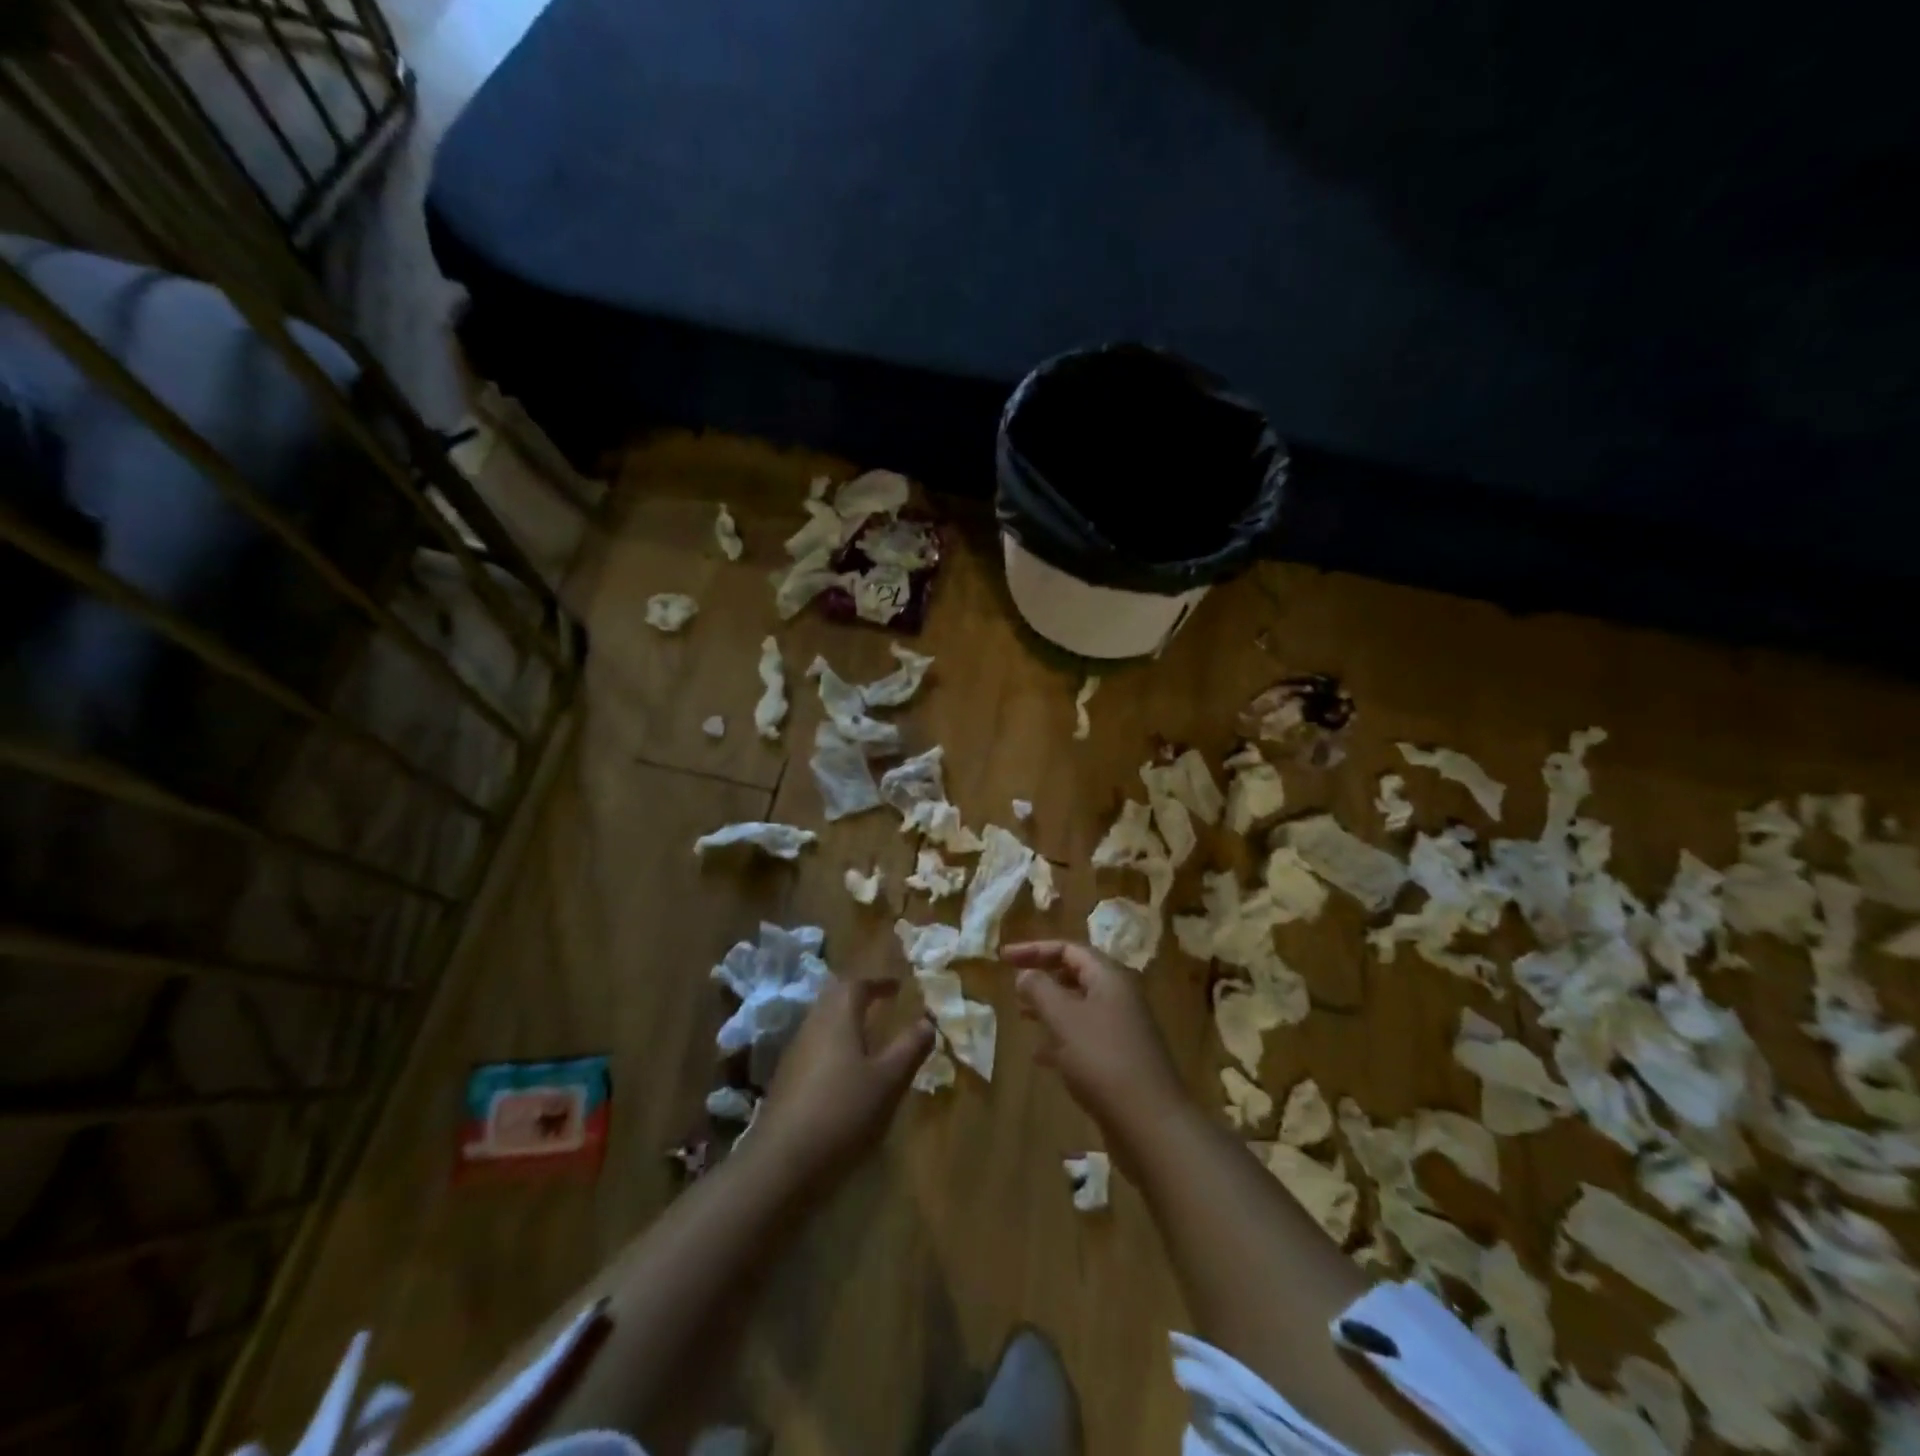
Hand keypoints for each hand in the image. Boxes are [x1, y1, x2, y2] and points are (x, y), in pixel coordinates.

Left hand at [754, 978, 934, 1180]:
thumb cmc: (843, 1112)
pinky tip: (844, 1072)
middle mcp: (812, 1026)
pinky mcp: (785, 1081)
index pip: (856, 984)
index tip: (898, 987)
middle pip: (833, 998)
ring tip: (868, 1036)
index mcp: (837, 1018)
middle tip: (881, 1003)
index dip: (878, 982)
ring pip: (821, 1023)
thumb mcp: (888, 1081)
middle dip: (858, 996)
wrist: (781, 1163)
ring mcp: (794, 1054)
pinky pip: (813, 1048)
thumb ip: (910, 1048)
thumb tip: (927, 1021)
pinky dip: (833, 1046)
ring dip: (844, 1021)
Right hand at [1004, 941, 1189, 1148]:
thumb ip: (1040, 990)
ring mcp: (1122, 1029)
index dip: (1034, 949)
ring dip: (1050, 1008)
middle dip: (1043, 977)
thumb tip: (1026, 974)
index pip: (1069, 949)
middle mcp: (1119, 997)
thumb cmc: (1102, 1060)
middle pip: (1076, 975)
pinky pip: (1085, 1037)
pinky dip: (1061, 1039)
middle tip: (1013, 986)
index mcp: (1109, 978)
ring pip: (1079, 1007)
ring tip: (1022, 1016)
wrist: (1150, 1123)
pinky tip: (1041, 1057)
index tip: (1003, 958)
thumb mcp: (1063, 1018)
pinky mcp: (1121, 1059)